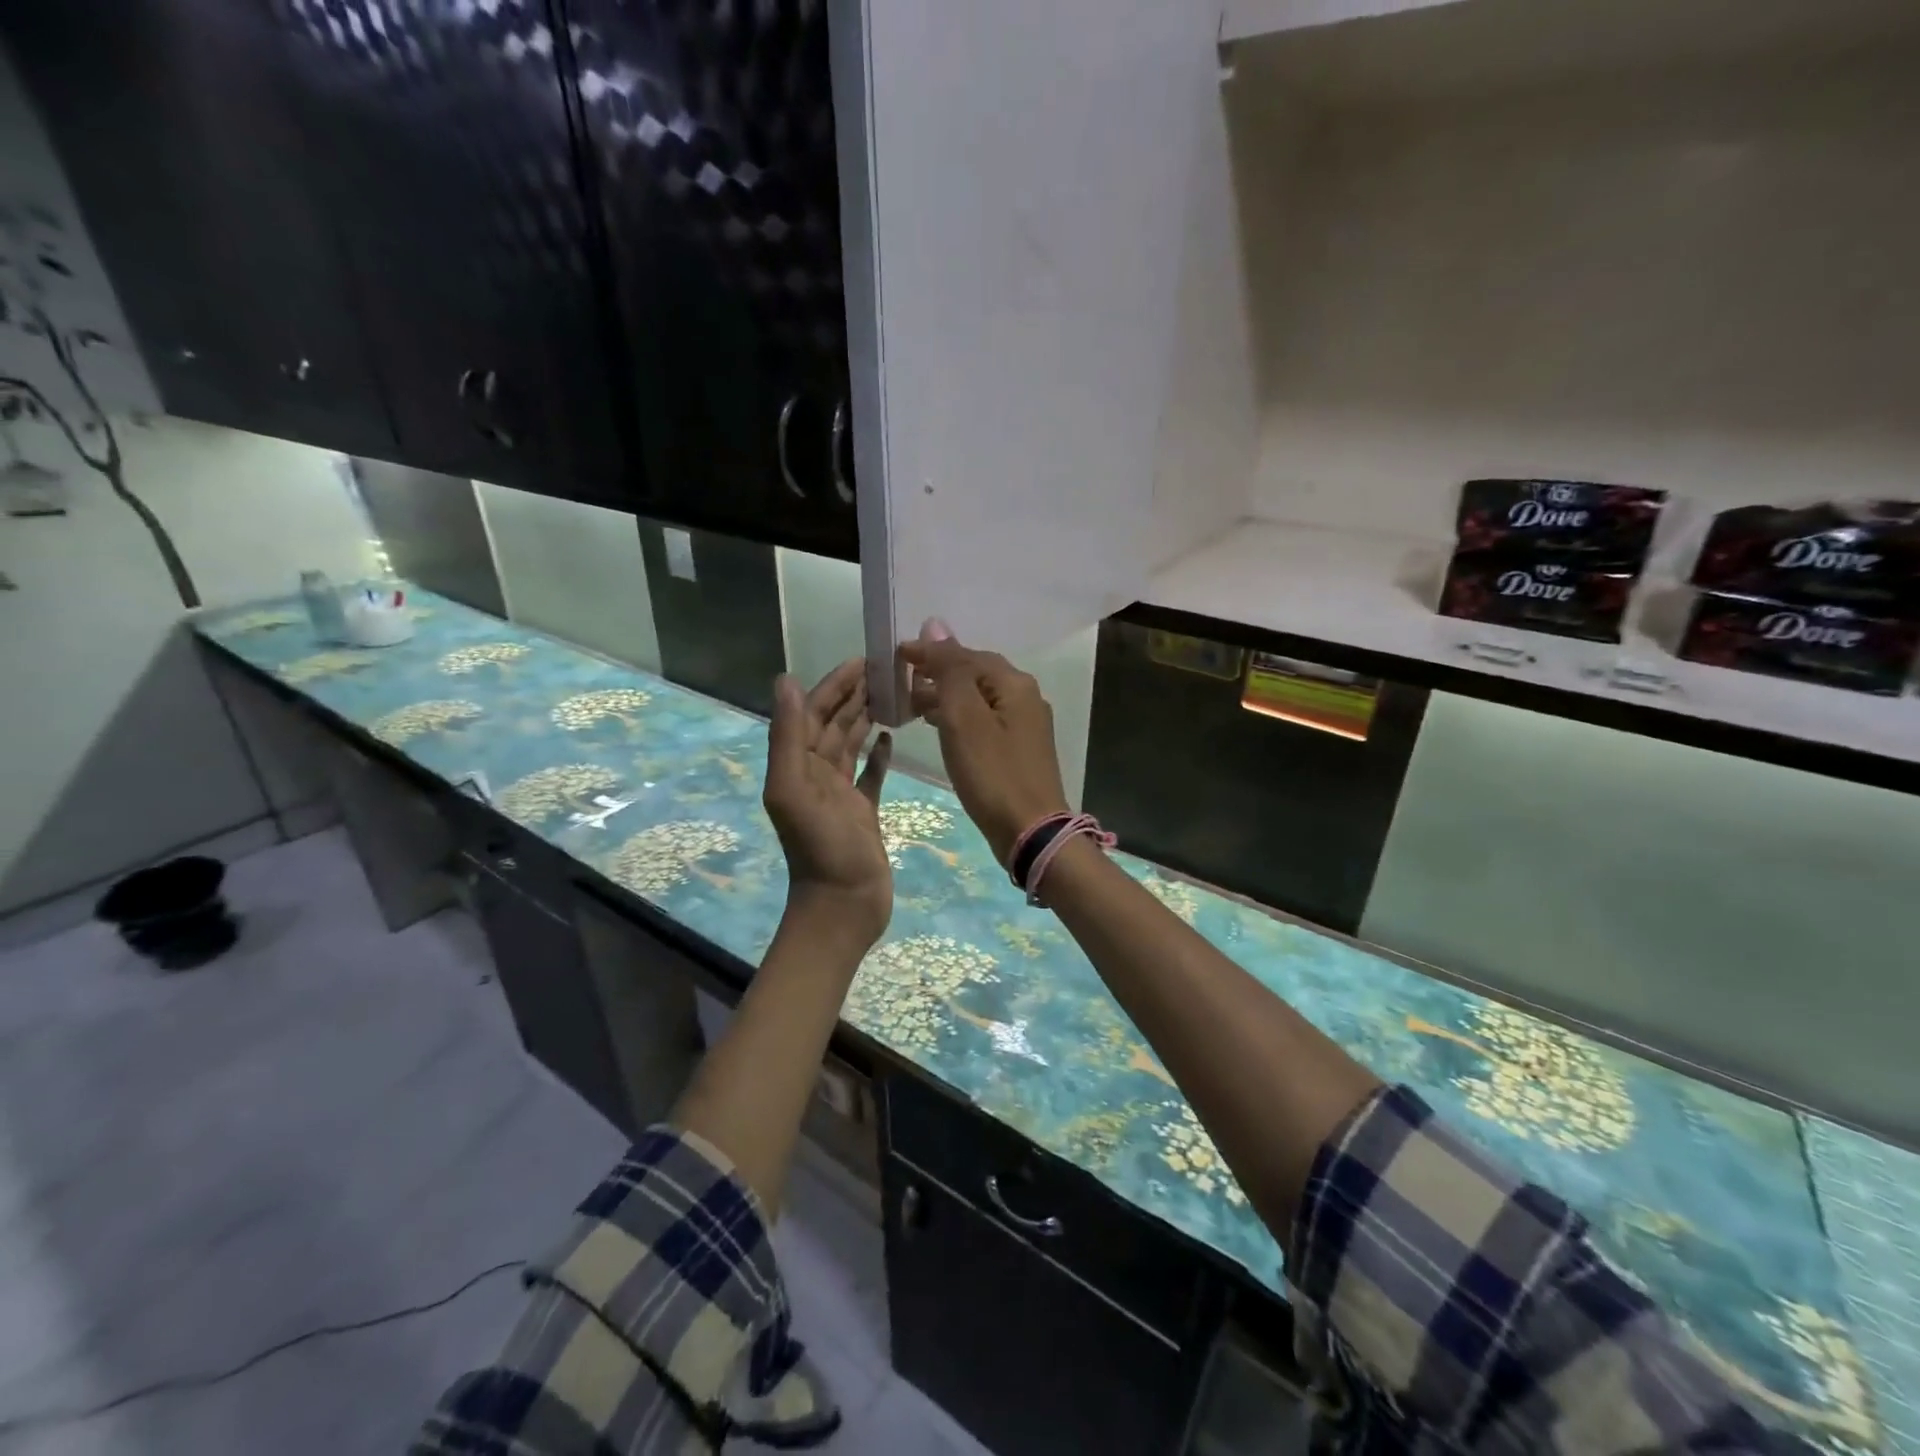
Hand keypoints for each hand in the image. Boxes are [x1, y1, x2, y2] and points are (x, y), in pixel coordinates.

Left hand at [763, 658, 893, 946]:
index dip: (834, 684)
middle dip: (855, 694)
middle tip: (886, 669)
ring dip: (867, 718)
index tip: (862, 660)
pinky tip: (890, 737)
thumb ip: (788, 736)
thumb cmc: (821, 848)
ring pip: (852, 744)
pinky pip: (870, 775)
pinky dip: (878, 755)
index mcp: (797, 766)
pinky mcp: (863, 811)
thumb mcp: (794, 789)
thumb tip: (787, 680)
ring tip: (892, 694)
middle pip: (834, 723)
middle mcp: (816, 774)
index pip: (815, 713)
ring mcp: (840, 794)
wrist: (843, 906)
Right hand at [899, 623, 1068, 864]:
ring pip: (978, 697)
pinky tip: (939, 727)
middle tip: (899, 682)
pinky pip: (983, 719)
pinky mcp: (1019, 748)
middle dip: (937, 673)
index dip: (929, 653)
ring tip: (911, 704)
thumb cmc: (993, 773)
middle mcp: (1024, 696)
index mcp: (1014, 683)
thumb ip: (949, 670)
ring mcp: (1025, 723)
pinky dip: (958, 717)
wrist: (1030, 831)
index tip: (894, 656)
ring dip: (945, 696)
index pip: (965, 654)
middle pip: (974, 673)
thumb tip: (934, 624)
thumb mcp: (964, 717)